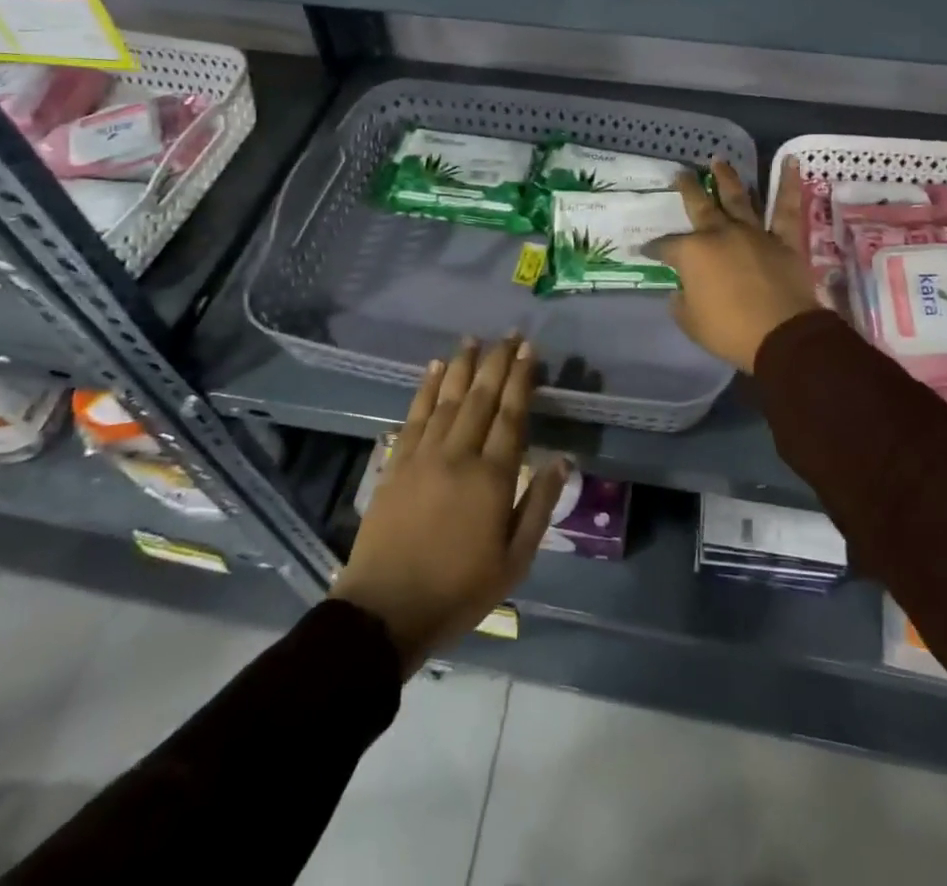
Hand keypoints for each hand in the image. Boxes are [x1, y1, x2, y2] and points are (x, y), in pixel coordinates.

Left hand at [330, 336, 566, 676]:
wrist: (385, 611)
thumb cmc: (458, 591)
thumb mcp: (514, 561)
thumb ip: (539, 505)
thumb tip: (561, 459)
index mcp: (492, 478)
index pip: (511, 416)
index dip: (521, 380)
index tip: (529, 350)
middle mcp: (459, 455)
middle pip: (481, 398)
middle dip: (497, 362)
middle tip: (509, 335)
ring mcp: (423, 455)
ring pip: (448, 399)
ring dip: (462, 366)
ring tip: (473, 340)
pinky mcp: (396, 463)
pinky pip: (415, 415)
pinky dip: (426, 389)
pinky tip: (435, 369)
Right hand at [647, 159, 820, 372]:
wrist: (782, 334)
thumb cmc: (730, 330)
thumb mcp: (691, 322)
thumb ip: (682, 303)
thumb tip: (681, 291)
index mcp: (693, 253)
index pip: (666, 246)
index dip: (654, 248)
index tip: (645, 250)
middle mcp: (721, 234)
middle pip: (700, 206)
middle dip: (688, 189)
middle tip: (681, 173)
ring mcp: (754, 233)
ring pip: (738, 198)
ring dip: (727, 178)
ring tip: (719, 161)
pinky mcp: (784, 239)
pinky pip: (787, 208)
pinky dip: (790, 184)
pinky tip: (793, 162)